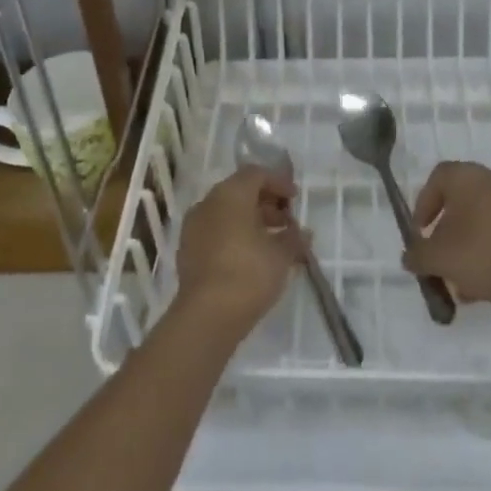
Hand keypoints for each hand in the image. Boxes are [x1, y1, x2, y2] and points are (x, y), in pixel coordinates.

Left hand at [174, 166, 304, 336]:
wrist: (206, 317)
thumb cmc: (248, 273)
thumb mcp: (281, 255)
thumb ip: (294, 238)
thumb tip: (302, 233)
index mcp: (230, 193)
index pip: (256, 174)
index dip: (279, 182)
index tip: (295, 199)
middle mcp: (208, 203)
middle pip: (240, 192)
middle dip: (266, 204)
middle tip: (287, 221)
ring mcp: (194, 227)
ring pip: (227, 214)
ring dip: (251, 222)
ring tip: (274, 243)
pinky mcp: (188, 252)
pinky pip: (216, 233)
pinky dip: (235, 237)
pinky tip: (252, 258)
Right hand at [404, 161, 490, 314]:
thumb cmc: (482, 255)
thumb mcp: (438, 258)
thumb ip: (417, 255)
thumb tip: (409, 256)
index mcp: (466, 175)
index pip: (437, 178)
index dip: (423, 205)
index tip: (420, 234)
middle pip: (460, 200)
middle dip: (446, 231)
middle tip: (440, 256)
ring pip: (482, 220)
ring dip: (468, 245)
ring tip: (462, 281)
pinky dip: (490, 251)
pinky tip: (486, 285)